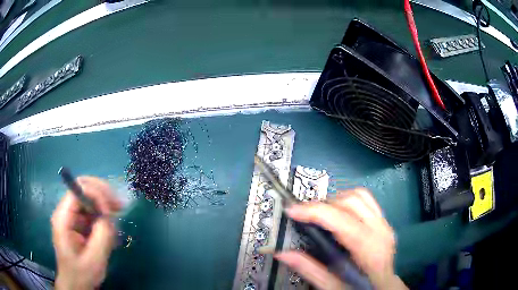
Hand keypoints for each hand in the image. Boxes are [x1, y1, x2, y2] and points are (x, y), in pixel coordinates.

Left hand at [51, 176, 121, 289]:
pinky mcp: (78, 223)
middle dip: (102, 193)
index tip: (111, 212)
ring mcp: (72, 217)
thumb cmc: (82, 274)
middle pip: (83, 188)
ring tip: (118, 214)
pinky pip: (91, 211)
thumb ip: (101, 236)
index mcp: (63, 218)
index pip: (78, 190)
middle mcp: (66, 212)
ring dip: (104, 203)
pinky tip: (111, 226)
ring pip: (88, 198)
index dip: (96, 195)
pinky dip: (103, 214)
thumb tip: (109, 215)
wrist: (75, 284)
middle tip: (119, 205)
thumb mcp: (94, 259)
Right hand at [275, 188, 406, 289]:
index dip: (315, 212)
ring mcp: (385, 224)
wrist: (384, 287)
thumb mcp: (334, 286)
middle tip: (305, 215)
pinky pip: (366, 199)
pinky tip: (338, 214)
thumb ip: (309, 270)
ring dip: (336, 200)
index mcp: (370, 250)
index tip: (292, 210)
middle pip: (351, 201)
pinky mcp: (384, 221)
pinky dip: (348, 201)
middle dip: (324, 204)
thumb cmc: (360, 289)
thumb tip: (283, 254)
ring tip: (321, 214)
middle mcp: (381, 231)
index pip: (342, 221)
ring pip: (360, 195)